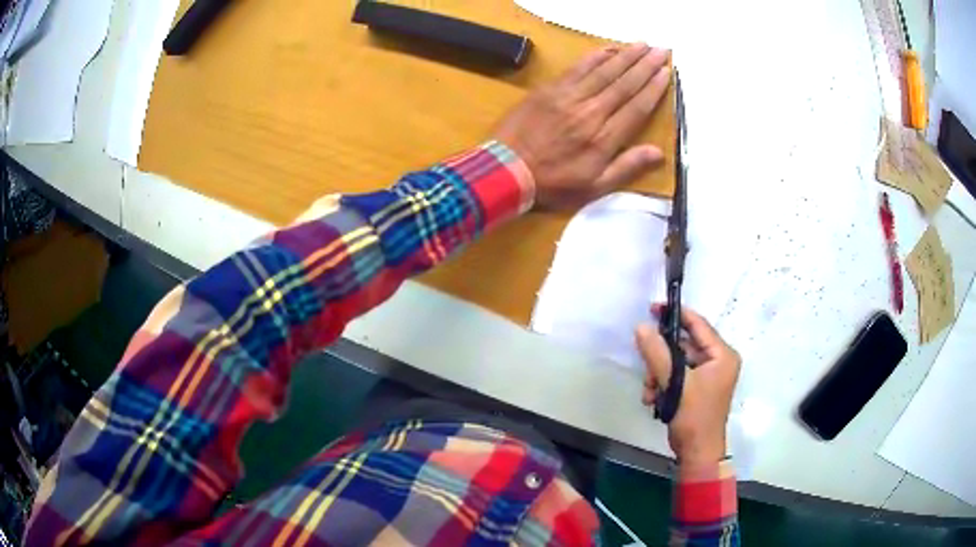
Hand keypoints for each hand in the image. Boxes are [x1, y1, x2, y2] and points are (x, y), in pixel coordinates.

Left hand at [492, 43, 670, 208]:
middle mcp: (591, 112)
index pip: (637, 106)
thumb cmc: (552, 184)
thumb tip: (659, 153)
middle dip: (646, 64)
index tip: (667, 72)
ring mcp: (569, 97)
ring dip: (626, 55)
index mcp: (605, 138)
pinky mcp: (550, 89)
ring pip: (604, 71)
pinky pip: (577, 68)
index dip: (654, 87)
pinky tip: (608, 48)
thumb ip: (626, 168)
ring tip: (643, 44)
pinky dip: (594, 56)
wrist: (505, 170)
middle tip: (662, 49)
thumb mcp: (593, 188)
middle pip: (624, 83)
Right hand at [636, 305, 740, 465]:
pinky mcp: (696, 389)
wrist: (697, 452)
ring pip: (675, 362)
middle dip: (661, 358)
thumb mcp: (676, 383)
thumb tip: (641, 327)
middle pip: (684, 345)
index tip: (653, 308)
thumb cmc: (694, 417)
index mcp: (722, 355)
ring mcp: (707, 376)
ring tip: (649, 391)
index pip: (699, 325)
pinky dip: (662, 384)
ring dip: (658, 374)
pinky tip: (653, 398)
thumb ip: (658, 353)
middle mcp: (718, 361)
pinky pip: (675, 376)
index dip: (676, 314)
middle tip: (645, 364)